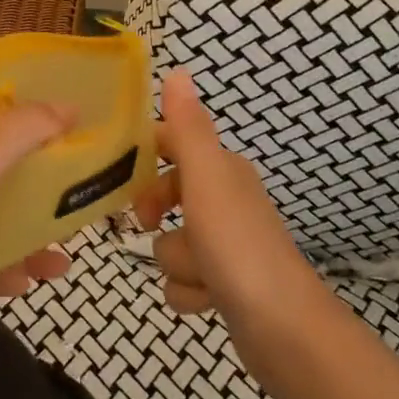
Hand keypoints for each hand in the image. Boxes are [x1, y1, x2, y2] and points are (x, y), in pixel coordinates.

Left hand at [0, 103, 76, 332]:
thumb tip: (73, 105)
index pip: (15, 141)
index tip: (88, 157)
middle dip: (50, 206)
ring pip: (4, 234)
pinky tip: (25, 286)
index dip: (50, 144)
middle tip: (83, 220)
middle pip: (15, 191)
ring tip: (60, 267)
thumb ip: (27, 129)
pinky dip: (7, 277)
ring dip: (34, 248)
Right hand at [132, 71, 320, 327]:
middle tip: (149, 222)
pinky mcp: (225, 284)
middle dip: (157, 214)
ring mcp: (226, 245)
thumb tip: (178, 71)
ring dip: (178, 262)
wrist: (283, 327)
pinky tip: (206, 300)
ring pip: (172, 243)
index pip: (172, 144)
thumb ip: (188, 128)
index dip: (143, 156)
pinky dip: (190, 293)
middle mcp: (225, 201)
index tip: (116, 175)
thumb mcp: (206, 179)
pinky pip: (184, 281)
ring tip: (200, 274)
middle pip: (166, 195)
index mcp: (222, 171)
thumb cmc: (237, 245)